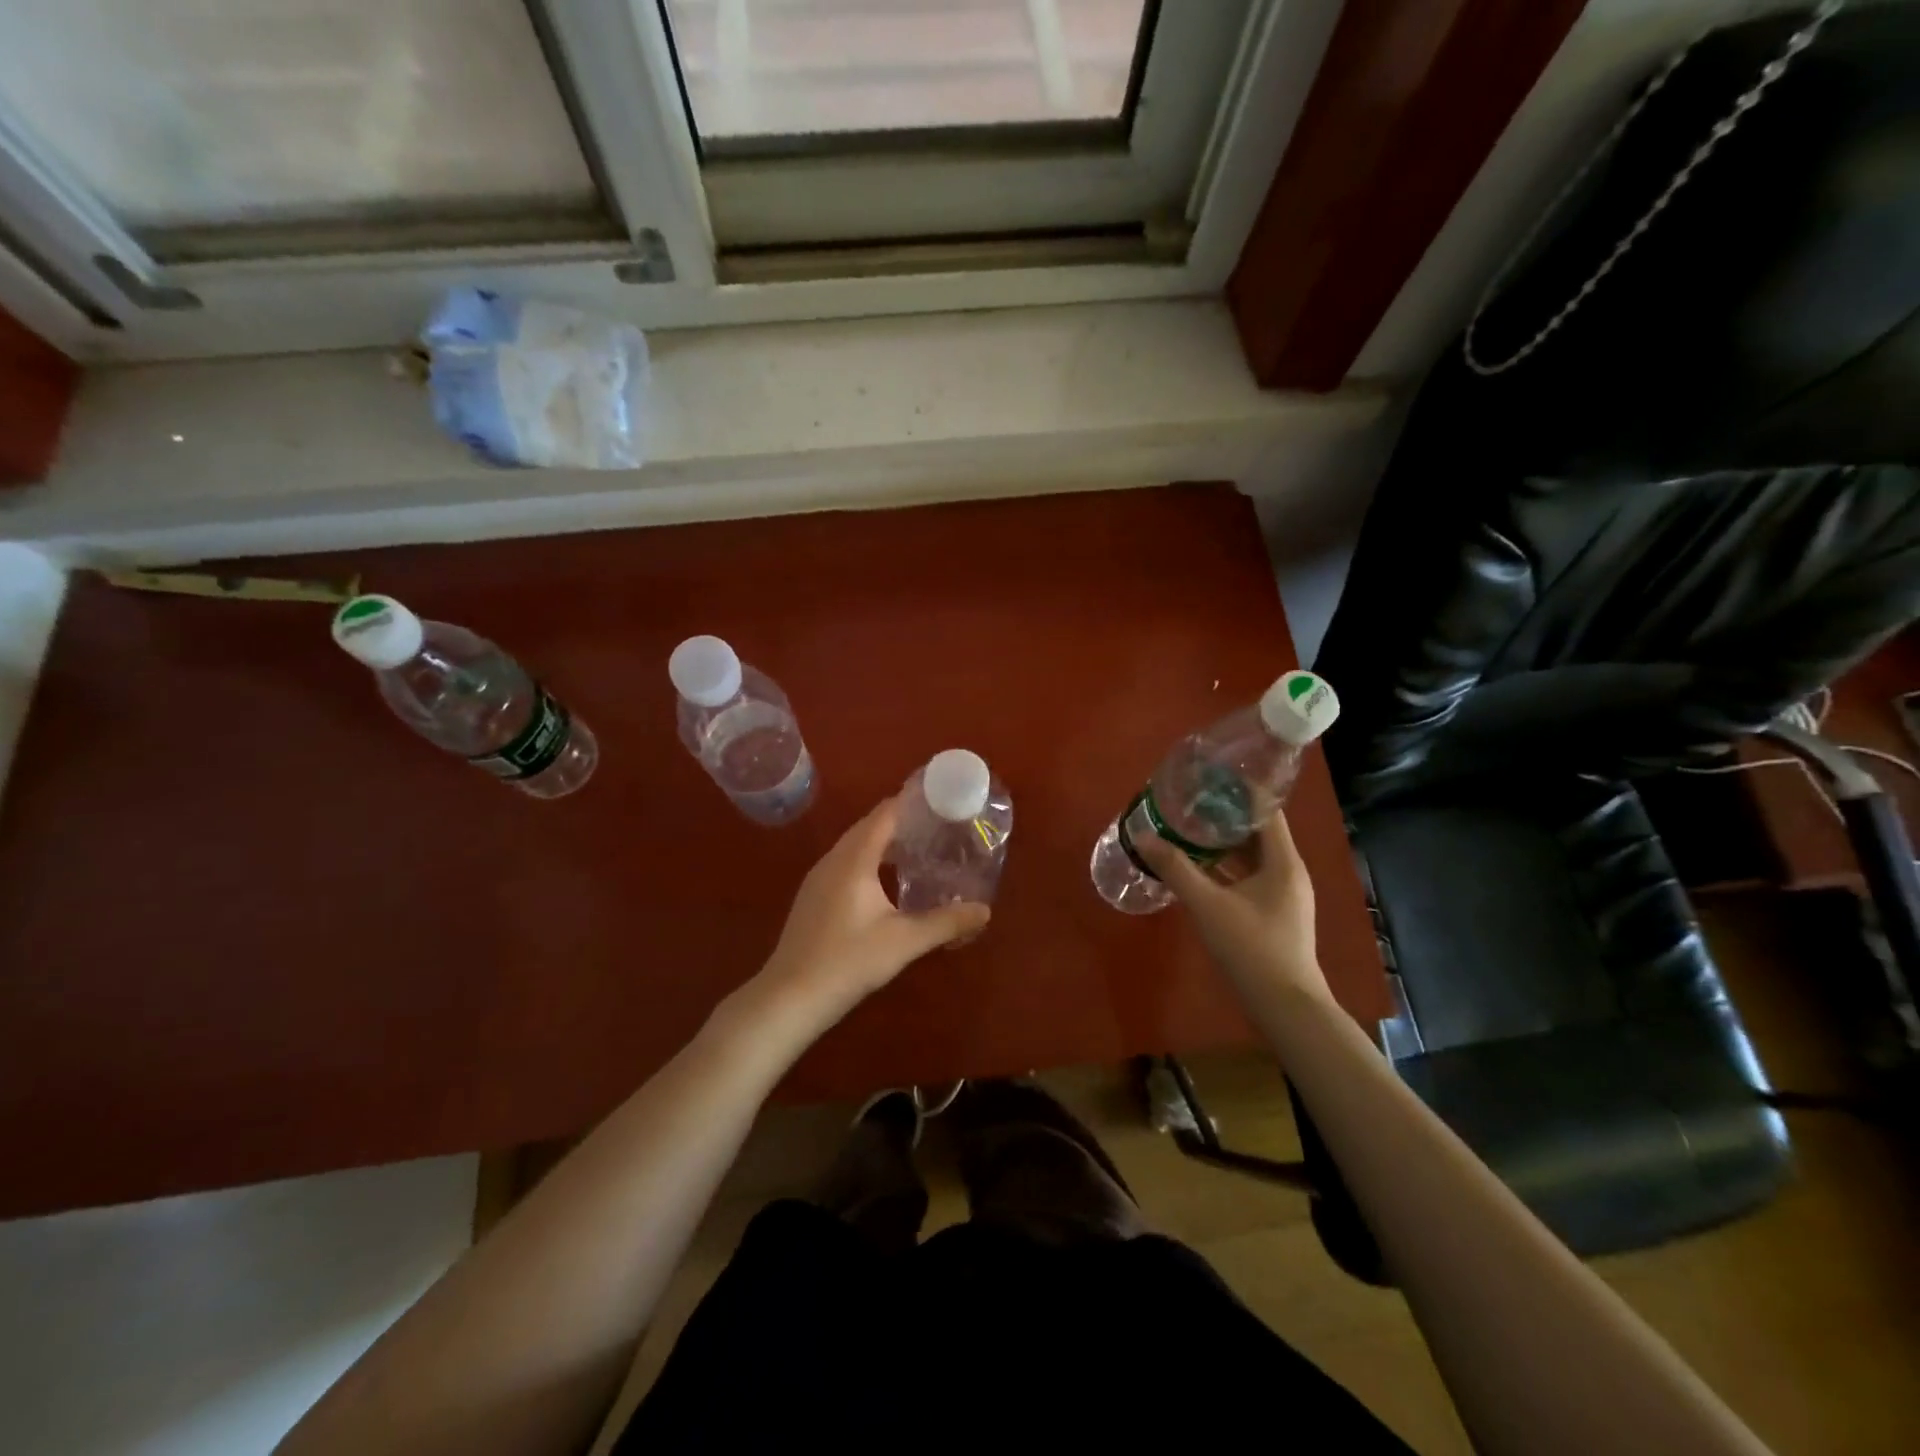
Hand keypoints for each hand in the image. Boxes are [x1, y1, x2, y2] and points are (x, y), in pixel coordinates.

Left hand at [756, 796, 990, 1025]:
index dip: (910, 802)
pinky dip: (868, 860)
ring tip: (917, 848)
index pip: (884, 814)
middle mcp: (833, 860)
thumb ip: (946, 923)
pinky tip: (885, 881)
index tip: (939, 800)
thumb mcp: (904, 942)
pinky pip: (845, 863)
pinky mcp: (813, 897)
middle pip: (869, 826)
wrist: (790, 997)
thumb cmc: (848, 961)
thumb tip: (984, 910)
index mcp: (854, 859)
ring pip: (854, 846)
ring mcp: (818, 879)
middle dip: (901, 821)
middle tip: (937, 825)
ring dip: (883, 842)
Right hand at [1135, 809, 1328, 1001]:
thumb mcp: (1207, 905)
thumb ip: (1175, 868)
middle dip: (1224, 817)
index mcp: (1283, 861)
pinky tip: (1198, 869)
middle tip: (1188, 804)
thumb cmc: (1251, 948)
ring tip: (1187, 830)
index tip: (1208, 780)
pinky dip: (1226, 868)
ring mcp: (1284, 895)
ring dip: (1222, 844)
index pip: (1266, 811)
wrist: (1285, 1007)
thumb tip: (1142, 835)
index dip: (1239, 792)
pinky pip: (1249, 878)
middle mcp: (1289, 872)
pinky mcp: (1274, 913)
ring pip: (1252, 857)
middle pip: (1257, 832)